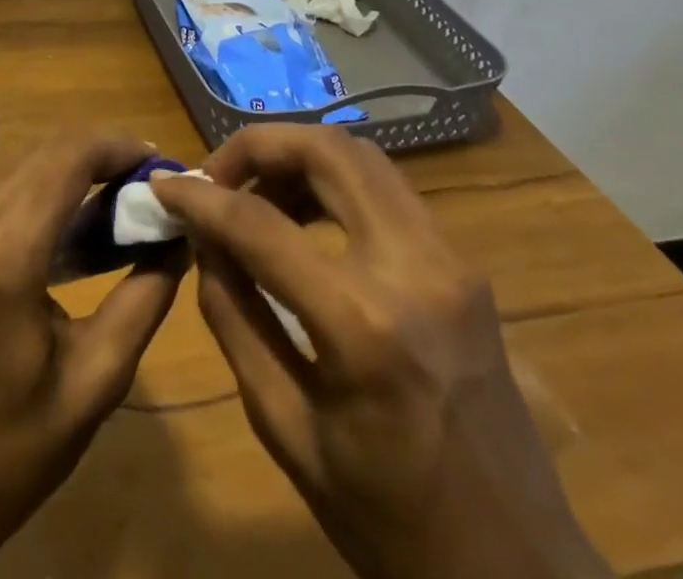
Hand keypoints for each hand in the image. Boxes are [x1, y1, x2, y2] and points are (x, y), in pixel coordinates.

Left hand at [0, 77, 184, 578]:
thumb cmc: (10, 450)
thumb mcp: (96, 381)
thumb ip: (144, 297)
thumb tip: (181, 235)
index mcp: (9, 248)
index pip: (75, 157)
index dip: (123, 149)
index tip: (164, 168)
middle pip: (50, 155)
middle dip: (105, 158)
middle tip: (151, 188)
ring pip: (20, 164)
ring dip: (68, 164)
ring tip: (116, 184)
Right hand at [153, 125, 608, 578]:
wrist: (518, 574)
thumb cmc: (390, 522)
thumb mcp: (285, 428)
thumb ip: (234, 317)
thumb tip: (202, 238)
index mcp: (364, 325)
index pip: (260, 224)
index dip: (200, 197)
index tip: (164, 185)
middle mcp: (415, 267)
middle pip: (325, 150)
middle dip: (257, 146)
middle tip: (215, 177)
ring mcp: (450, 258)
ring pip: (361, 155)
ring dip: (297, 157)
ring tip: (255, 195)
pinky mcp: (463, 263)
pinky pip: (386, 188)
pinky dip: (333, 180)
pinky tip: (303, 216)